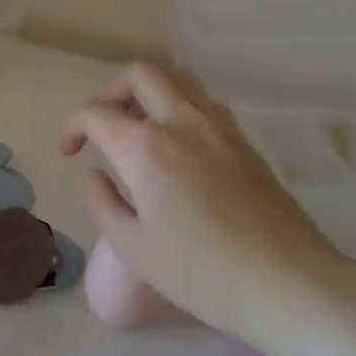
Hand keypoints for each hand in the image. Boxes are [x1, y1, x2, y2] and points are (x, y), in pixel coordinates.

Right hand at [61, 65, 348, 339]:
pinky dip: (182, 106)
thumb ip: (104, 203)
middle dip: (113, 91)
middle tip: (107, 127)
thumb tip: (96, 174)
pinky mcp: (245, 141)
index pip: (96, 112)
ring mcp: (219, 126)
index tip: (69, 152)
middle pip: (141, 74)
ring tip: (143, 129)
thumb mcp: (134, 248)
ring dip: (152, 92)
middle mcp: (181, 121)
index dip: (73, 126)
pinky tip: (181, 148)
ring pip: (179, 79)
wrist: (285, 281)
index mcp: (145, 146)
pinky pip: (205, 102)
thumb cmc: (199, 272)